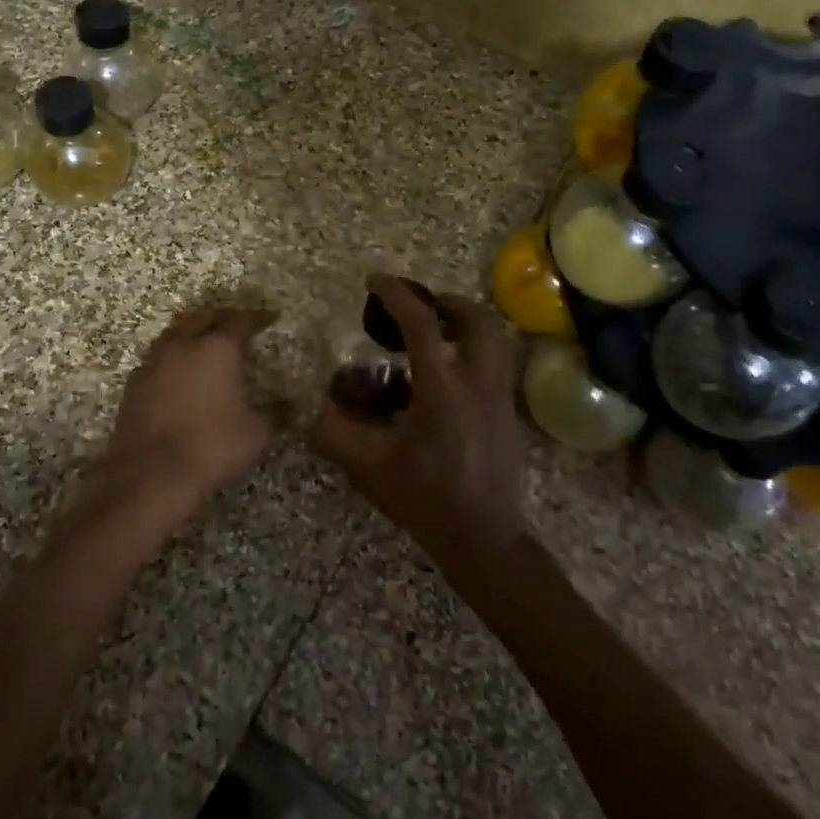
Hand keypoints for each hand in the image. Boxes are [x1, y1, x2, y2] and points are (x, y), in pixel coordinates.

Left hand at [95, 304, 283, 514]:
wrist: (150, 474)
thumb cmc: (212, 447)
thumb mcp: (256, 434)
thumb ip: (276, 413)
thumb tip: (291, 404)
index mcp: (217, 348)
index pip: (240, 320)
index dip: (257, 317)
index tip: (269, 319)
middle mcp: (183, 345)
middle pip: (203, 317)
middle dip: (222, 318)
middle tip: (237, 327)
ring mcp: (154, 362)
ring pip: (176, 333)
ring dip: (193, 333)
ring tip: (206, 345)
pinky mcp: (134, 383)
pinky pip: (157, 358)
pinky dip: (173, 358)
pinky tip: (179, 374)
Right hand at [312, 275, 528, 559]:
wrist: (485, 537)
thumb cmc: (425, 499)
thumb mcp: (369, 467)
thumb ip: (334, 434)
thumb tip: (310, 409)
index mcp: (442, 388)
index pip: (421, 323)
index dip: (396, 295)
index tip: (376, 280)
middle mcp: (478, 382)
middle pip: (476, 318)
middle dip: (446, 301)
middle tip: (419, 306)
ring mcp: (499, 396)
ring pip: (494, 338)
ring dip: (465, 323)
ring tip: (436, 333)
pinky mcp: (509, 413)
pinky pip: (495, 363)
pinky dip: (474, 350)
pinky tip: (448, 376)